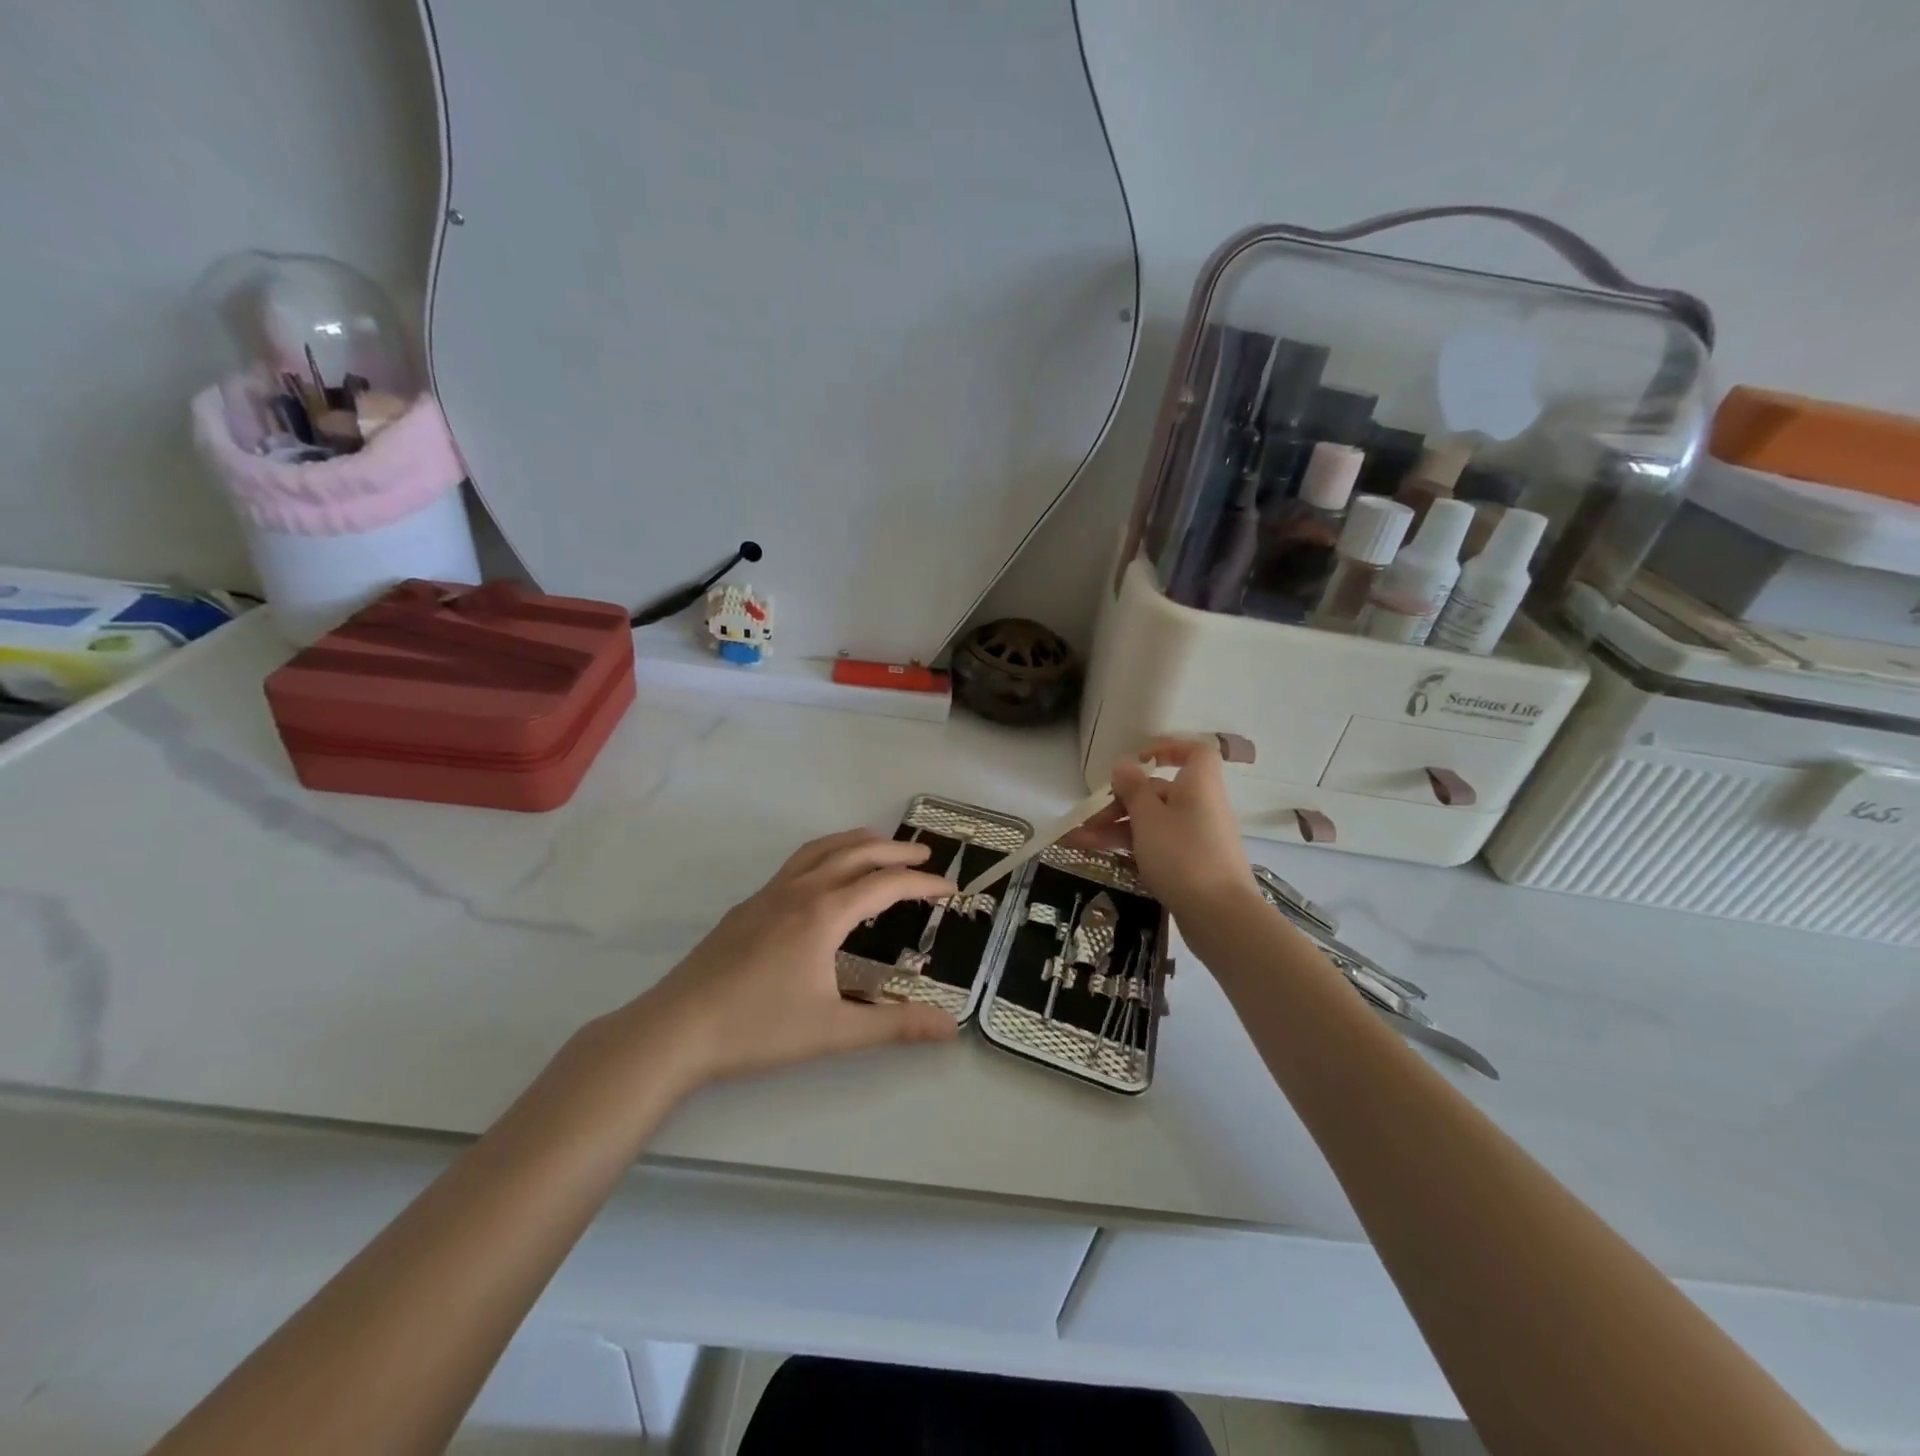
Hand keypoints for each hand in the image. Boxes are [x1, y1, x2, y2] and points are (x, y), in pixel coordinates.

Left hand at [632, 829, 960, 1086]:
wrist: (676, 1029)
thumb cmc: (758, 1029)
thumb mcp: (834, 1031)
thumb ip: (894, 1026)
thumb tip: (950, 1027)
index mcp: (824, 913)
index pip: (886, 885)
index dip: (923, 885)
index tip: (950, 888)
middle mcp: (799, 891)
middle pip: (855, 853)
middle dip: (894, 851)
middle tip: (924, 857)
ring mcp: (768, 895)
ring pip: (820, 850)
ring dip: (856, 841)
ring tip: (879, 845)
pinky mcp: (747, 907)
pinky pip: (796, 864)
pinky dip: (825, 855)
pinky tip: (823, 879)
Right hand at [1063, 738, 1254, 920]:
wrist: (1221, 916)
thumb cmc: (1183, 855)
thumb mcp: (1149, 817)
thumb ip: (1133, 789)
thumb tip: (1125, 765)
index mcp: (1199, 785)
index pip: (1194, 752)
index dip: (1168, 749)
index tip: (1138, 760)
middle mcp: (1201, 806)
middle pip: (1159, 792)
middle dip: (1119, 803)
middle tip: (1087, 821)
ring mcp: (1198, 838)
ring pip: (1153, 822)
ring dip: (1116, 828)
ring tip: (1079, 842)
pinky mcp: (1193, 865)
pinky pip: (1159, 844)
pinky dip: (1132, 847)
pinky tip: (1103, 857)